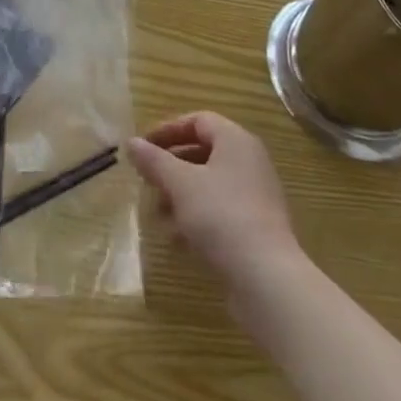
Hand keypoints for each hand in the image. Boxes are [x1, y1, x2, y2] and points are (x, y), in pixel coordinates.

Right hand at [127, 112, 301, 288]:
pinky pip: (221, 211)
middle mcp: (250, 162)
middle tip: (147, 179)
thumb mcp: (180, 183)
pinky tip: (177, 239)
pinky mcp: (257, 229)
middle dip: (171, 166)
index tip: (143, 147)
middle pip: (203, 152)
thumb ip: (154, 160)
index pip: (198, 121)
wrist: (268, 280)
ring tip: (157, 213)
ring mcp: (256, 197)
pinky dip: (197, 217)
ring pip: (210, 184)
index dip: (168, 130)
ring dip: (180, 195)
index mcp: (235, 141)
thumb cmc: (221, 215)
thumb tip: (131, 142)